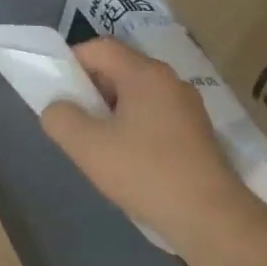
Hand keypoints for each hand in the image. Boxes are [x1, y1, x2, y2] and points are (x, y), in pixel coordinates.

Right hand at [40, 38, 260, 248]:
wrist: (210, 217)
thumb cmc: (145, 173)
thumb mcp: (87, 146)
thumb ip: (60, 118)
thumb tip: (58, 108)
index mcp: (145, 74)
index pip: (99, 48)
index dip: (70, 63)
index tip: (56, 93)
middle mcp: (170, 81)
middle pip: (118, 69)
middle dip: (89, 90)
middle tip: (73, 122)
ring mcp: (187, 106)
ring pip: (135, 94)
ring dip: (109, 111)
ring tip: (96, 144)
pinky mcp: (195, 132)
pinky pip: (152, 114)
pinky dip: (131, 125)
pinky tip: (125, 158)